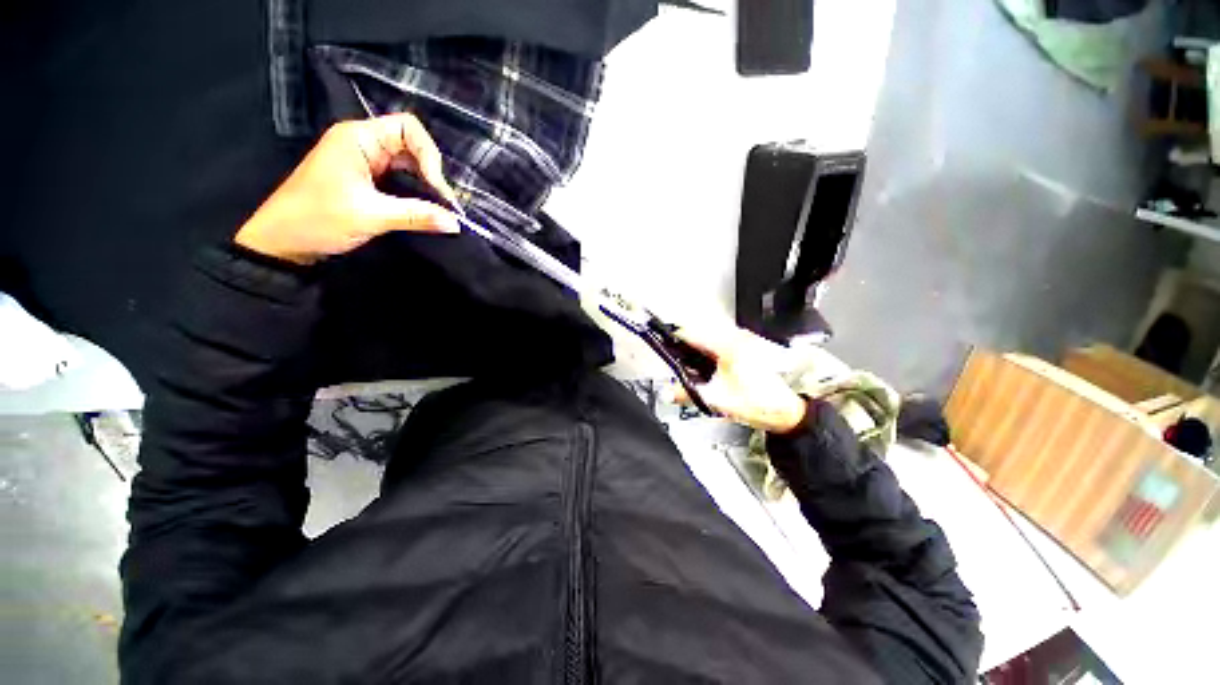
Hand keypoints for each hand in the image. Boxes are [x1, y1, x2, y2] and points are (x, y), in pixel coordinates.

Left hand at [234, 113, 461, 263]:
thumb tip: (456, 223)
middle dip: (431, 173)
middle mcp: (363, 143)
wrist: (282, 241)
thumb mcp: (371, 216)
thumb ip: (417, 216)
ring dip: (426, 184)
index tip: (437, 188)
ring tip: (440, 209)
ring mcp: (365, 161)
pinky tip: (426, 208)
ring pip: (408, 164)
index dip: (429, 154)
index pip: (408, 128)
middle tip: (445, 205)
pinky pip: (400, 179)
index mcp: (358, 138)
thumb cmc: (319, 219)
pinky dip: (416, 192)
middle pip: (411, 145)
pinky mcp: (367, 179)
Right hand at [669, 322, 806, 433]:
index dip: (673, 337)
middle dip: (685, 343)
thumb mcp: (718, 400)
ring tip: (691, 362)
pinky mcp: (750, 346)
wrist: (792, 411)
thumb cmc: (762, 403)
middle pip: (700, 331)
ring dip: (698, 345)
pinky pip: (722, 340)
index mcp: (727, 345)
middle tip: (675, 356)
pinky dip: (710, 349)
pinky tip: (709, 365)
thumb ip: (688, 394)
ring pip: (711, 334)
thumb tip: (667, 392)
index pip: (691, 332)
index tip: (661, 342)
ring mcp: (745, 339)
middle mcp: (737, 336)